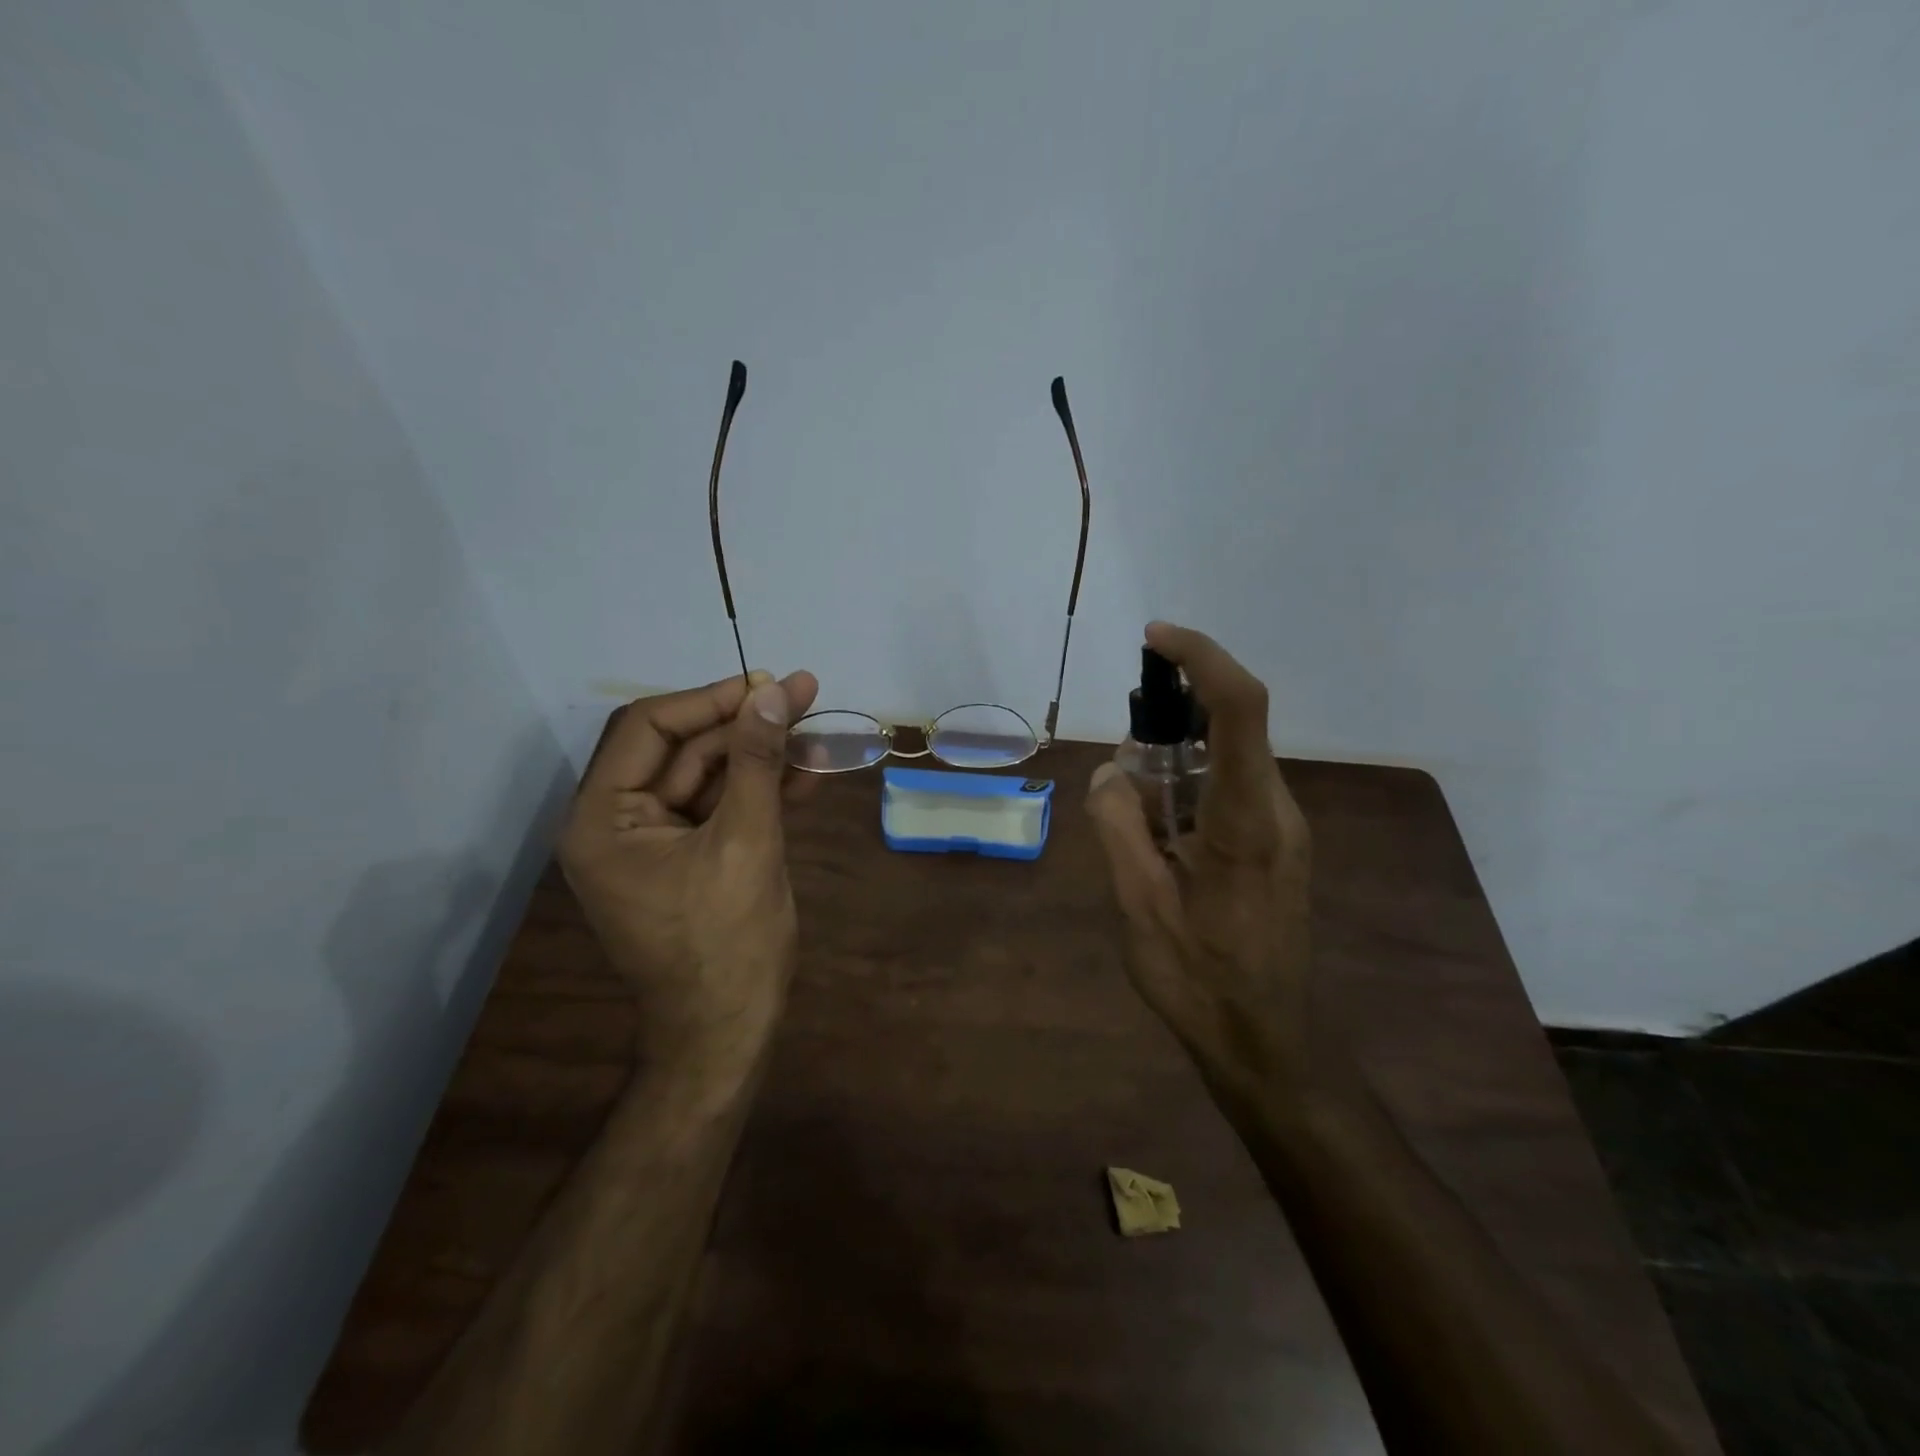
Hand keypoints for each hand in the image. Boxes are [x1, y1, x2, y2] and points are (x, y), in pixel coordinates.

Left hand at [559, 669, 819, 1085]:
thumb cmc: (727, 944)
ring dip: (760, 754)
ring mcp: (652, 841)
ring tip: (817, 730)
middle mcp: (616, 822)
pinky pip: (719, 807)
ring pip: (706, 775)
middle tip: (803, 695)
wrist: (727, 1033)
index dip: (710, 699)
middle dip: (744, 723)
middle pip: (681, 748)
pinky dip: (759, 790)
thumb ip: (757, 761)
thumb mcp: (747, 842)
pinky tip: (807, 773)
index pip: (648, 728)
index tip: (768, 684)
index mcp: (603, 819)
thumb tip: (775, 691)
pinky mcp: (685, 856)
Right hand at [1086, 624, 1318, 1109]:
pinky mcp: (1278, 844)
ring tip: (1136, 815)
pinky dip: (1190, 787)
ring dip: (1177, 761)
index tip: (1155, 639)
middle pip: (1231, 726)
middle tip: (1125, 764)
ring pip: (1228, 759)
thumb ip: (1119, 823)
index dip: (1202, 658)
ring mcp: (1284, 827)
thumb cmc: (1197, 976)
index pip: (1240, 708)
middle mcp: (1277, 809)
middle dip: (1173, 720)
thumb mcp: (1137, 902)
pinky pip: (1232, 788)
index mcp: (1246, 818)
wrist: (1265, 1038)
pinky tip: (1160, 834)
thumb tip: (1113, 768)